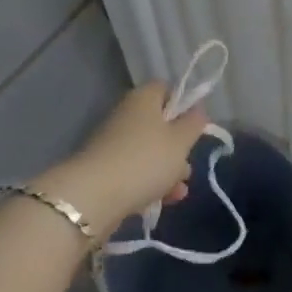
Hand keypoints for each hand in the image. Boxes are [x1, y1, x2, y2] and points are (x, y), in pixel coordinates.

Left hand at [36, 83, 210, 236]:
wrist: (93, 197)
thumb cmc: (145, 160)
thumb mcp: (180, 141)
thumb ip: (194, 123)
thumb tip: (198, 109)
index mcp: (143, 98)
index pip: (166, 89)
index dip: (183, 105)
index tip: (194, 126)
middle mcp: (126, 114)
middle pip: (159, 124)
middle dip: (177, 146)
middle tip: (188, 165)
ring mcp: (113, 143)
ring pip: (148, 151)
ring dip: (167, 169)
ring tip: (179, 191)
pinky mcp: (105, 170)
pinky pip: (135, 171)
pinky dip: (150, 183)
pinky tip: (164, 201)